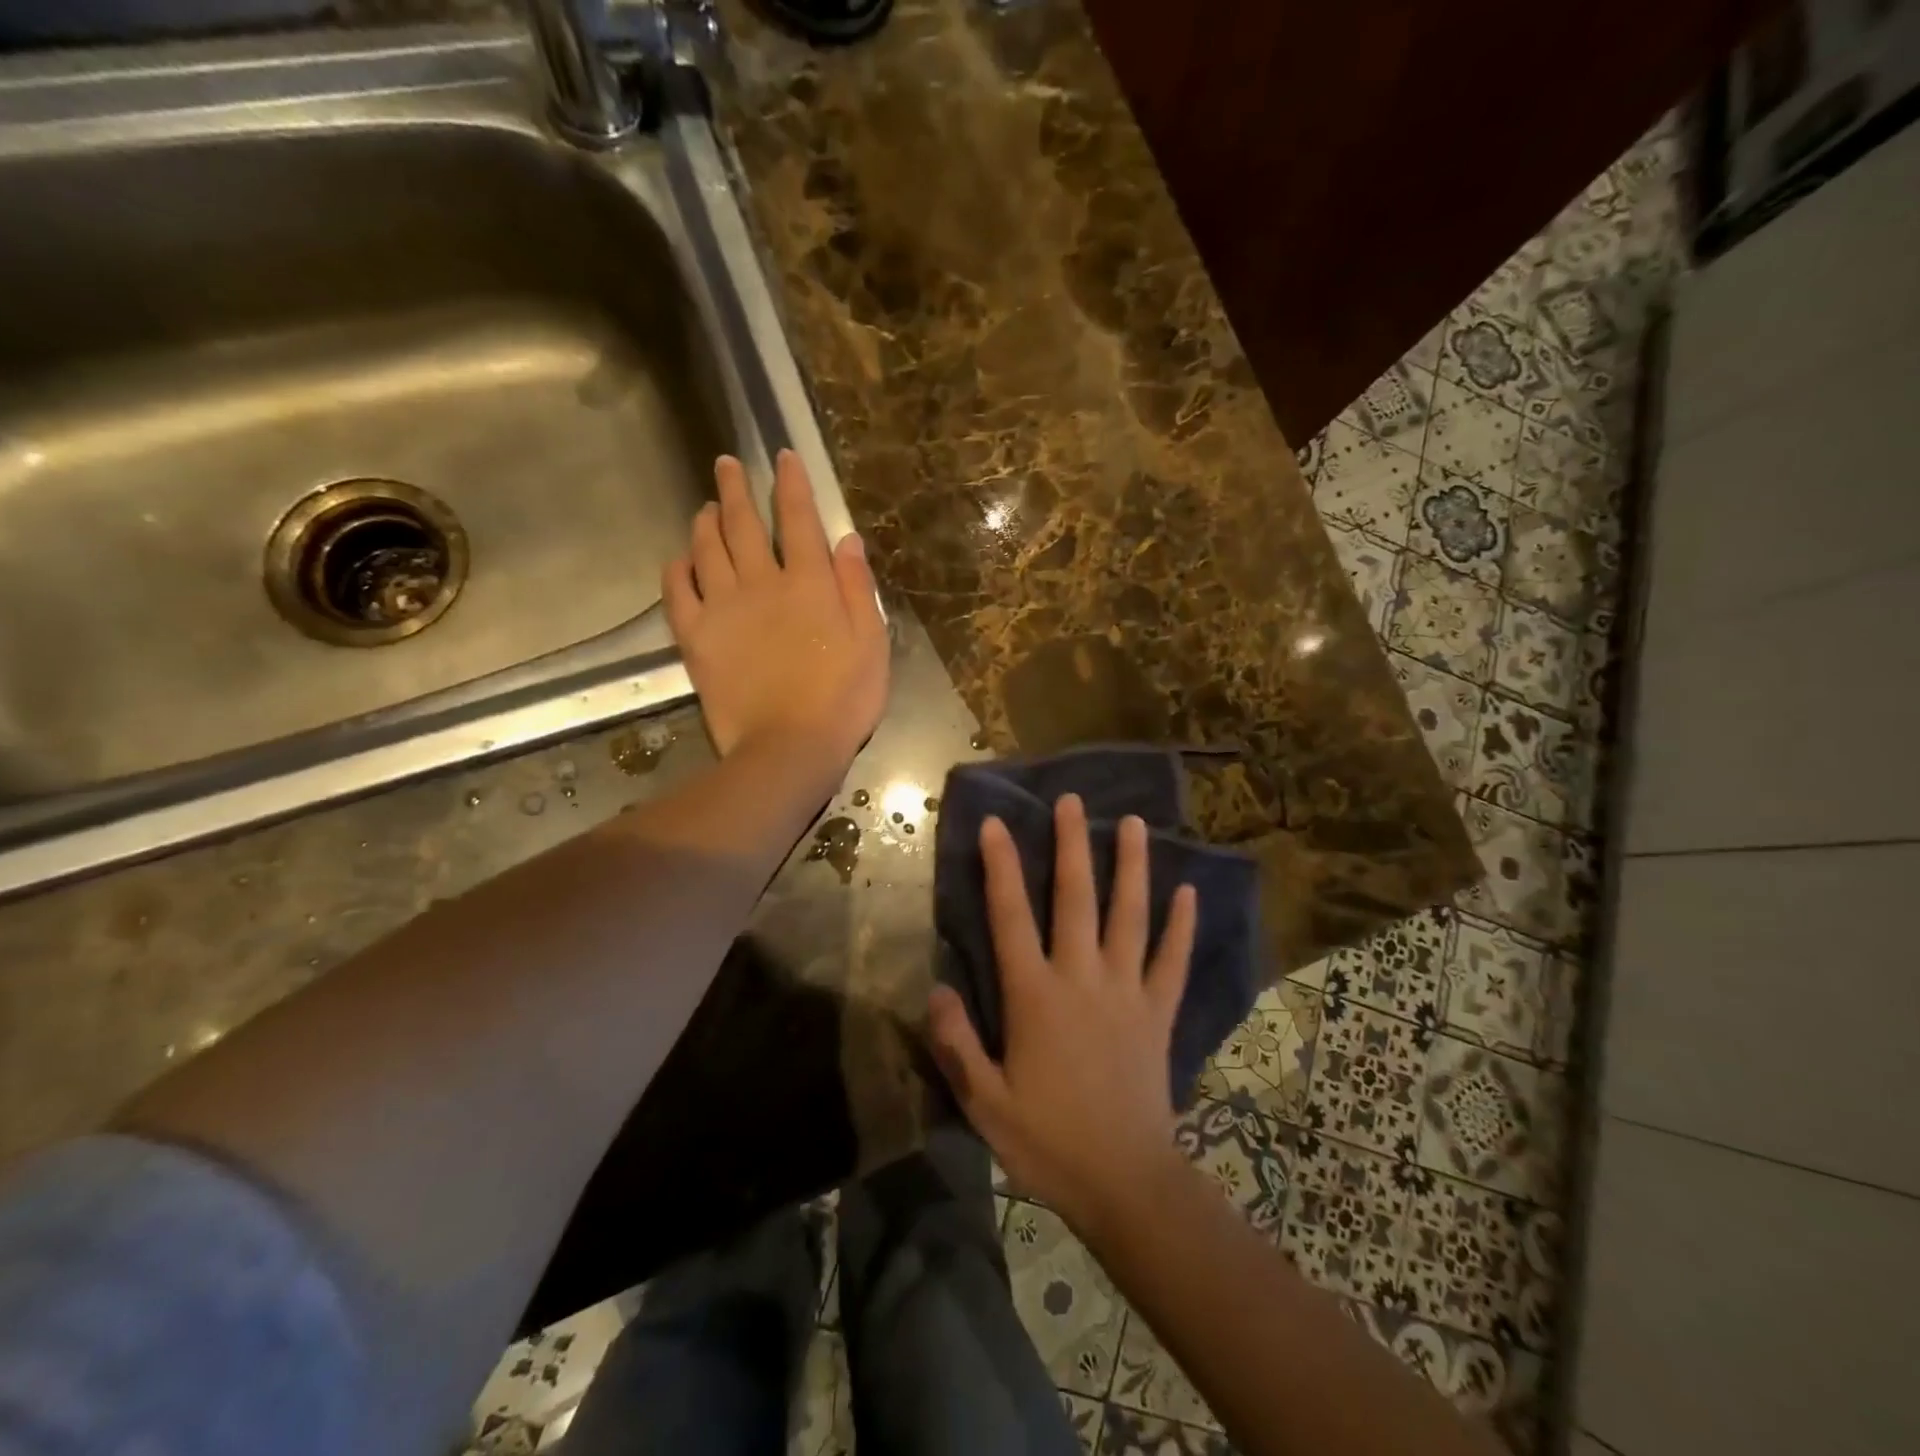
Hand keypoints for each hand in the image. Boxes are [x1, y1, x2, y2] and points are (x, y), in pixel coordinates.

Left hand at [664, 451, 888, 778]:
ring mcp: (723, 608)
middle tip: (726, 464)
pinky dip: (677, 568)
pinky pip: (677, 591)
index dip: (791, 484)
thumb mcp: (872, 643)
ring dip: (705, 520)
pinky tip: (680, 558)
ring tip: (705, 506)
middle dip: (735, 488)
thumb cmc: (843, 699)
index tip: (783, 456)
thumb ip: (857, 587)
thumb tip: (847, 539)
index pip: (799, 518)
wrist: (790, 747)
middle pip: (743, 523)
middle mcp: (762, 583)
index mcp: (810, 583)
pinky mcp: (696, 637)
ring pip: (707, 548)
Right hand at [927, 794, 1197, 1231]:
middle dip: (1071, 845)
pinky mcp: (1159, 1012)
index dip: (1001, 867)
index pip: (1011, 917)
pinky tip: (1189, 892)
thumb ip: (957, 1044)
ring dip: (1131, 867)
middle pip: (1076, 898)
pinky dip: (1182, 926)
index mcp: (1035, 996)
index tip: (995, 824)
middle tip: (1071, 801)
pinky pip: (1174, 961)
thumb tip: (936, 988)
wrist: (1126, 1183)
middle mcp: (1082, 978)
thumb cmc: (1048, 1142)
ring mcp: (1127, 991)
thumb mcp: (984, 1103)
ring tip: (1134, 822)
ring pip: (1130, 916)